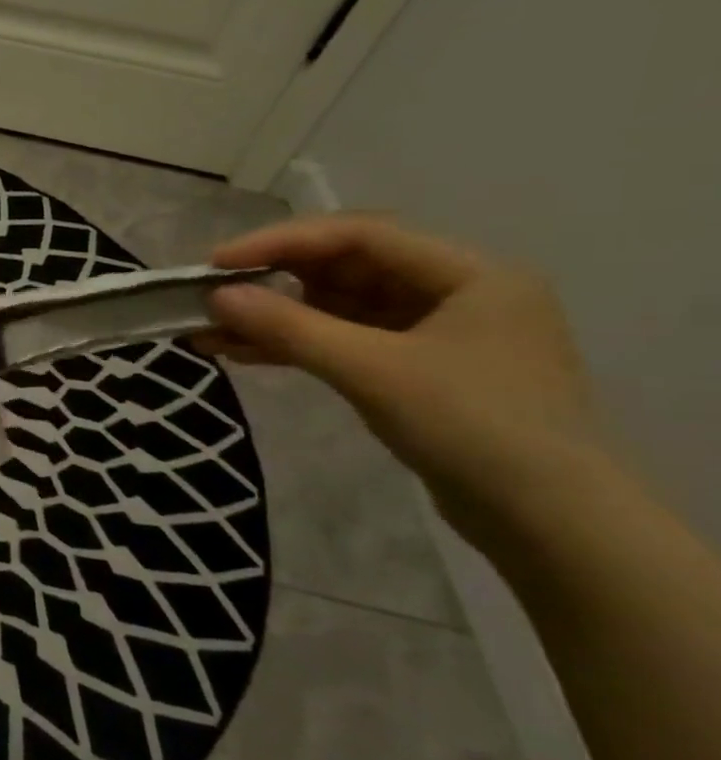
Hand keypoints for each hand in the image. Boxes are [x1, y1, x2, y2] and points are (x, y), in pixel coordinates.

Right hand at [193, 214, 603, 552]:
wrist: (549, 524)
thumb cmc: (472, 427)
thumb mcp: (372, 370)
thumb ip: (290, 328)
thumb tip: (215, 297)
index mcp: (470, 273)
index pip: (359, 235)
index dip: (281, 241)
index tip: (218, 261)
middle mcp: (456, 292)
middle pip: (346, 268)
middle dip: (273, 282)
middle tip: (210, 294)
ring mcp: (437, 334)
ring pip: (338, 309)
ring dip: (275, 318)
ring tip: (210, 330)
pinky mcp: (418, 372)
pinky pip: (345, 342)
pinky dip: (297, 345)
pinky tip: (243, 352)